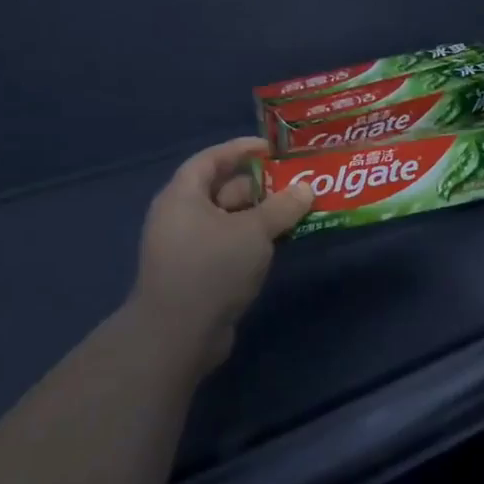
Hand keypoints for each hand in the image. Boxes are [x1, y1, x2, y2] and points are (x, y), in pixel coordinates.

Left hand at [133, 136, 313, 373]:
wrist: (177, 334)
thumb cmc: (212, 267)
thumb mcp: (254, 231)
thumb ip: (282, 207)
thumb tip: (306, 188)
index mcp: (183, 196)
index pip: (211, 159)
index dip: (241, 149)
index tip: (273, 148)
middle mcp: (181, 217)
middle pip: (223, 190)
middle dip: (260, 186)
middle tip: (297, 183)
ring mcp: (188, 248)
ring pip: (230, 220)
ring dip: (261, 215)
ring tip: (298, 211)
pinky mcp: (199, 274)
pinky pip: (230, 245)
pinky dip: (254, 240)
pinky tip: (281, 242)